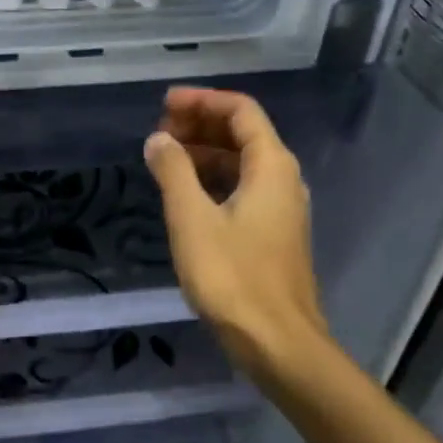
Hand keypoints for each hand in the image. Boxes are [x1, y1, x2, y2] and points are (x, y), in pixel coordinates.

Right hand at [144, 87, 325, 377]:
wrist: (276, 341)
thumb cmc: (232, 277)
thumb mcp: (192, 219)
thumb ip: (173, 172)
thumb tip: (158, 139)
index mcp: (271, 166)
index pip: (241, 111)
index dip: (202, 100)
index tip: (164, 104)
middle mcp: (283, 179)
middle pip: (244, 134)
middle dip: (201, 125)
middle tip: (160, 131)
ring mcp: (281, 209)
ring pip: (242, 164)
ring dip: (205, 154)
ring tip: (165, 158)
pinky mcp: (273, 235)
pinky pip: (243, 190)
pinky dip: (213, 181)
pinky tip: (185, 195)